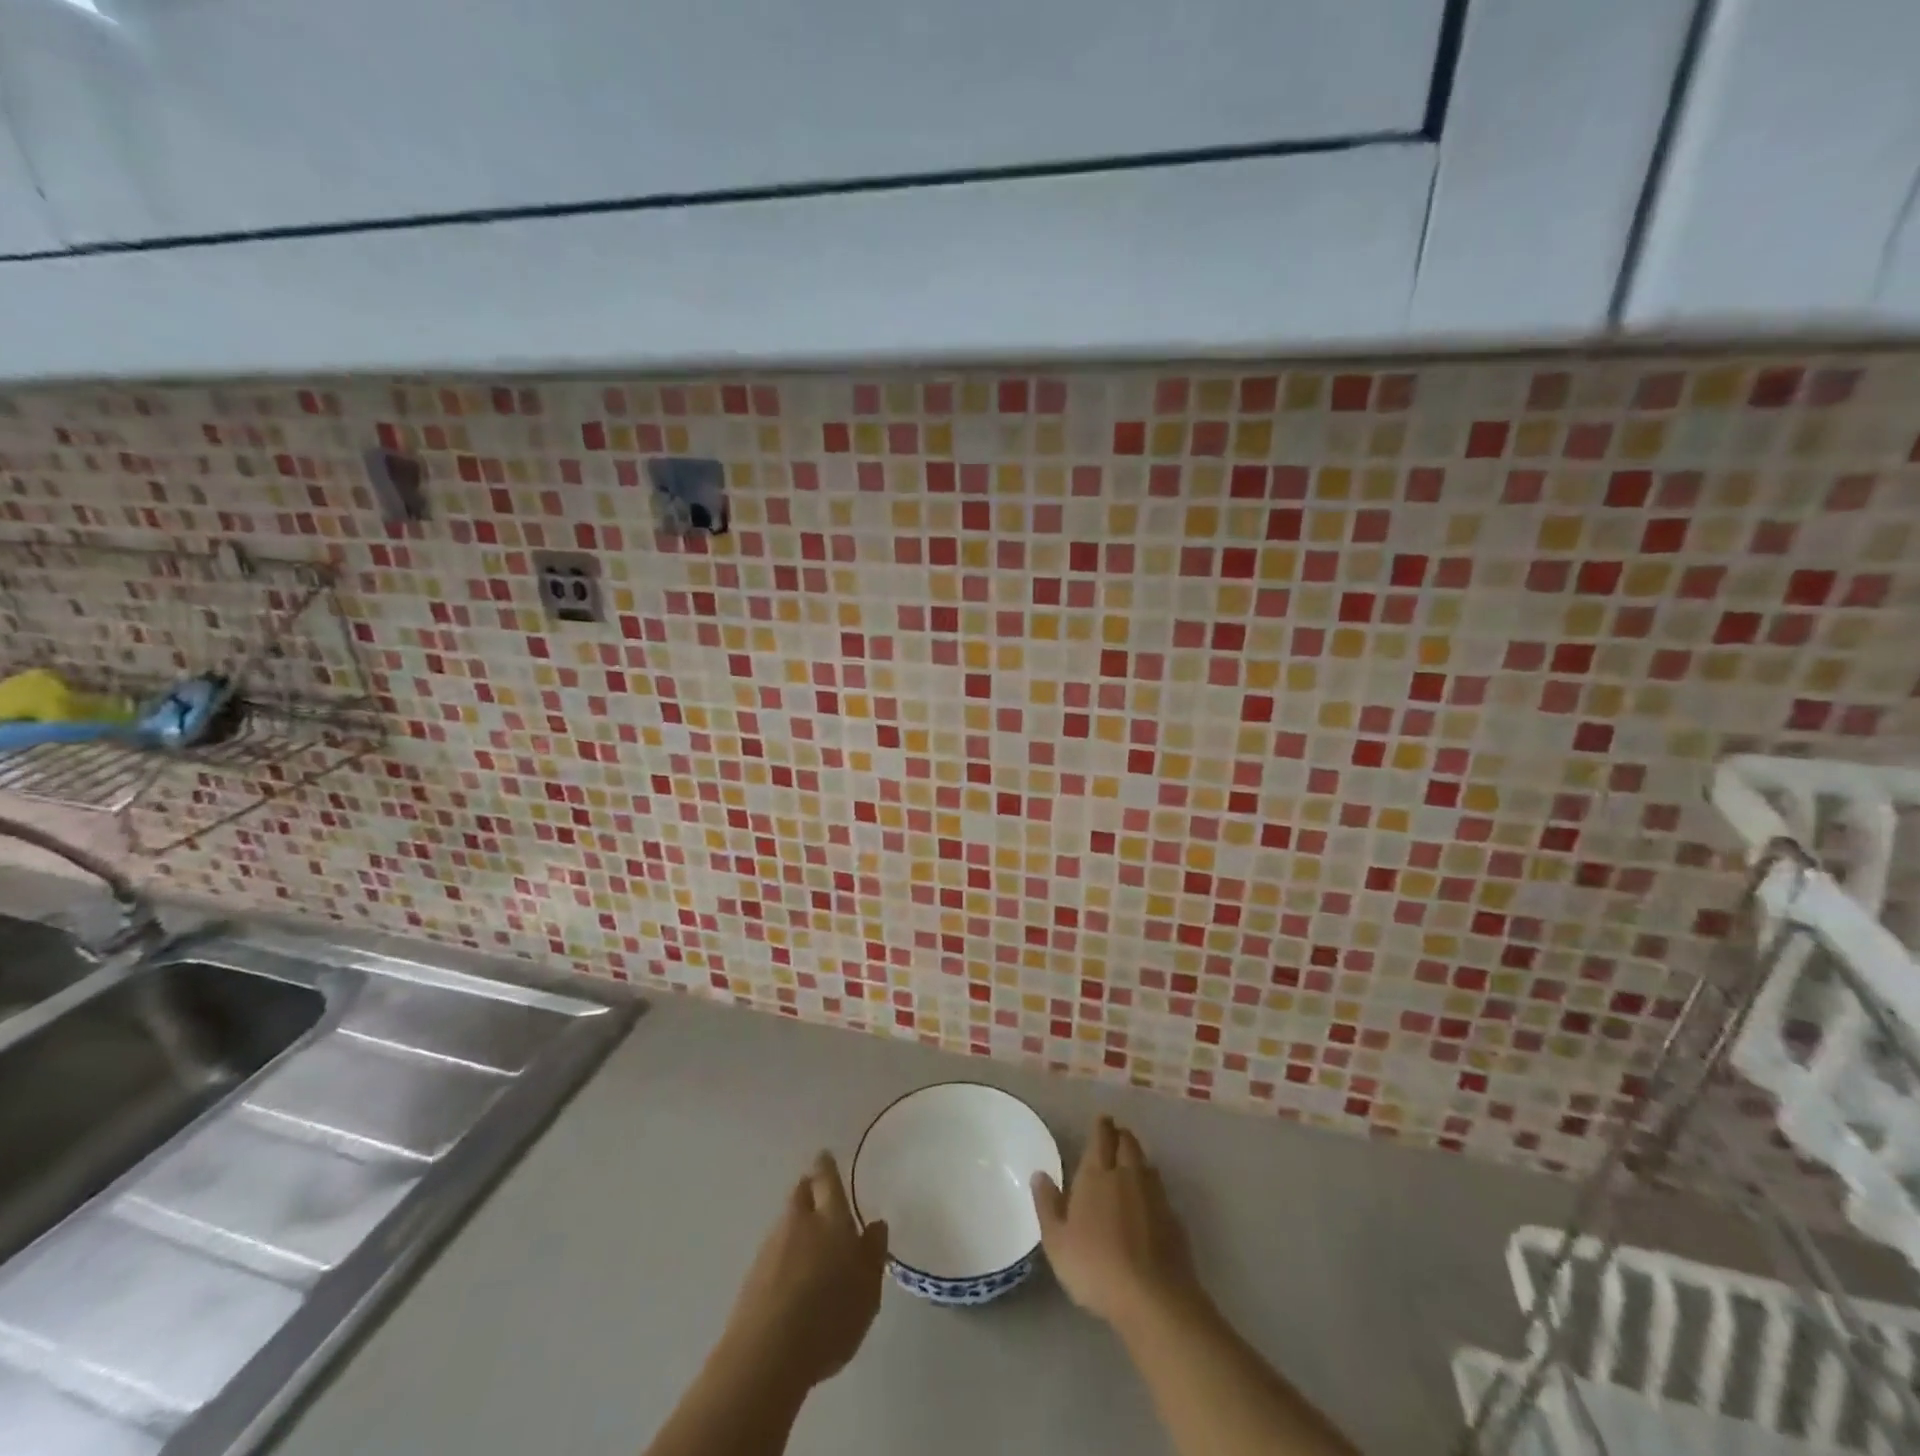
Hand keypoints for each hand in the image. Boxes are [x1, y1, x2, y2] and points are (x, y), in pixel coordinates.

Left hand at [717, 1152, 889, 1392]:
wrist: (766, 1357)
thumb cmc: (829, 1318)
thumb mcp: (868, 1290)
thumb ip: (873, 1253)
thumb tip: (875, 1224)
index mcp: (831, 1218)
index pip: (827, 1179)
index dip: (827, 1166)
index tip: (825, 1156)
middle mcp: (799, 1222)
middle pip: (801, 1193)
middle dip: (809, 1188)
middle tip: (819, 1193)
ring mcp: (771, 1247)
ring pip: (786, 1221)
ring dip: (797, 1223)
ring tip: (810, 1242)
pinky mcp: (752, 1275)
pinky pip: (774, 1250)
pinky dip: (784, 1253)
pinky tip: (792, 1275)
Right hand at [1032, 1116, 1203, 1331]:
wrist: (1154, 1298)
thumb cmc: (1096, 1267)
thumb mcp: (1057, 1242)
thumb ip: (1047, 1205)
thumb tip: (1039, 1174)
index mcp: (1097, 1174)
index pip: (1101, 1137)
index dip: (1101, 1126)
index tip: (1101, 1120)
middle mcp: (1127, 1175)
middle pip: (1127, 1143)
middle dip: (1120, 1136)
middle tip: (1114, 1136)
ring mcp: (1154, 1195)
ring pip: (1146, 1163)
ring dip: (1137, 1157)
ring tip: (1130, 1163)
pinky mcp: (1174, 1218)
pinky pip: (1160, 1190)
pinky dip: (1152, 1186)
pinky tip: (1147, 1201)